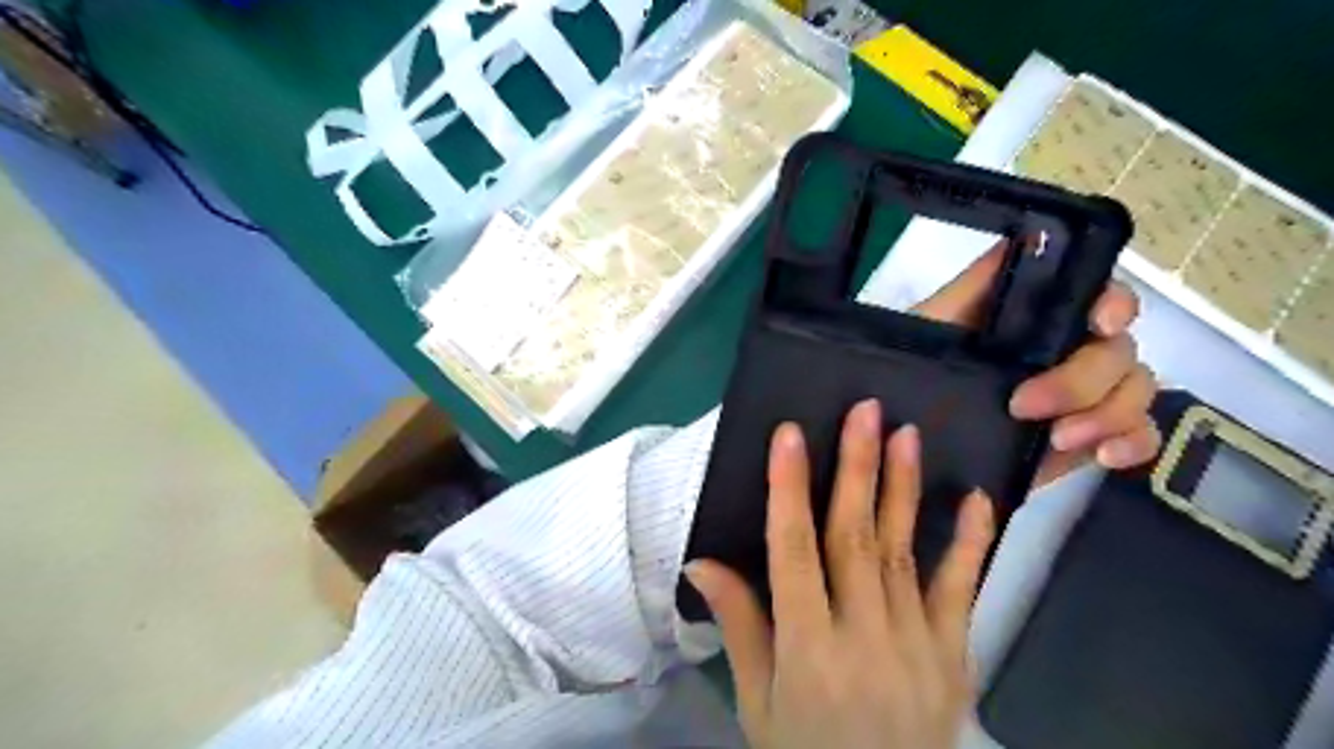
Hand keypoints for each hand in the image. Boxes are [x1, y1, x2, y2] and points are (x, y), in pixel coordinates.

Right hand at [688, 404, 988, 748]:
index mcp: (807, 650)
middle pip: (854, 539)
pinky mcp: (953, 655)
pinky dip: (970, 543)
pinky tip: (976, 498)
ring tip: (905, 434)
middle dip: (857, 468)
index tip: (790, 435)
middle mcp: (864, 638)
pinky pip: (962, 591)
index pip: (793, 553)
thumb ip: (739, 626)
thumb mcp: (757, 701)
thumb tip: (701, 561)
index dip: (788, 489)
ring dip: (904, 489)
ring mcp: (917, 646)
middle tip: (864, 411)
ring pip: (903, 552)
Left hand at [914, 241, 1162, 485]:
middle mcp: (1068, 348)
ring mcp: (1084, 394)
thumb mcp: (932, 323)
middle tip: (1024, 407)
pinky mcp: (1087, 437)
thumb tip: (1025, 237)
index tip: (1099, 323)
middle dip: (1082, 380)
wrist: (910, 434)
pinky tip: (1103, 457)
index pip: (1097, 295)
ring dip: (1109, 414)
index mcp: (1036, 318)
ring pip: (1137, 390)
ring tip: (1058, 440)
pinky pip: (1139, 435)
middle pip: (1120, 349)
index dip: (1113, 303)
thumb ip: (975, 285)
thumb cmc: (916, 368)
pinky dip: (1134, 444)